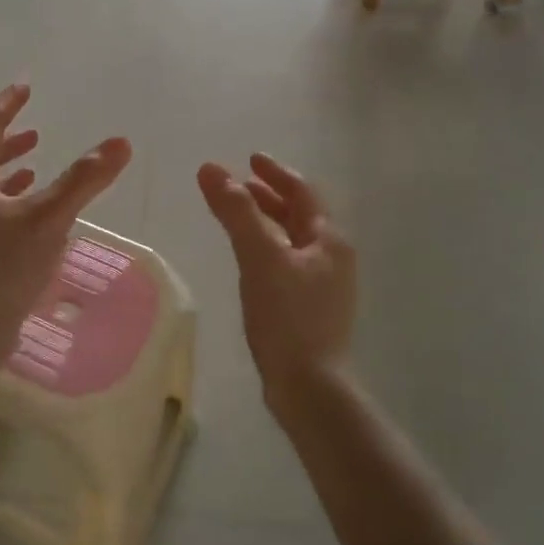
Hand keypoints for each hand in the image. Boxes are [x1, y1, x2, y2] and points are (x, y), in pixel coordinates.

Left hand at [0, 84, 131, 357]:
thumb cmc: (5, 266)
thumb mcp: (50, 217)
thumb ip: (84, 179)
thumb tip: (120, 143)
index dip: (8, 103)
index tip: (26, 86)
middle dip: (10, 136)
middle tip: (35, 125)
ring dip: (12, 166)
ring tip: (36, 159)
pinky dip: (16, 197)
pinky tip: (35, 209)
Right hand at [197, 154, 356, 416]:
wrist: (309, 386)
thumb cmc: (287, 317)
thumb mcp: (259, 257)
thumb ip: (236, 212)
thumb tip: (211, 169)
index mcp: (328, 240)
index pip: (303, 192)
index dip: (275, 173)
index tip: (250, 158)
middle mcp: (332, 257)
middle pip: (301, 215)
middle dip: (269, 196)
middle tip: (239, 185)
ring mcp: (324, 285)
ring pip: (294, 240)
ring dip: (267, 221)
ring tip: (239, 216)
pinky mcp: (311, 309)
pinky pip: (288, 263)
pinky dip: (267, 248)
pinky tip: (248, 260)